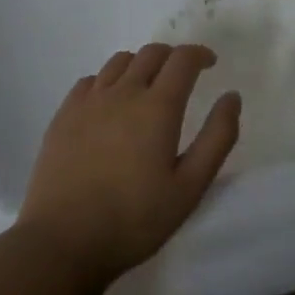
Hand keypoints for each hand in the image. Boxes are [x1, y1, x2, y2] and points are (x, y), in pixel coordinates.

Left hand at [15, 43, 241, 283]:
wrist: (62, 242)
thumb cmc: (134, 219)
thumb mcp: (190, 186)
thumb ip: (217, 137)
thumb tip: (231, 97)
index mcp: (158, 107)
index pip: (183, 59)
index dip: (200, 54)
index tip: (210, 63)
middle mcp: (123, 93)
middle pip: (151, 53)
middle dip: (173, 57)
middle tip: (183, 76)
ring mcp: (88, 102)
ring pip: (120, 62)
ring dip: (141, 65)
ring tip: (148, 87)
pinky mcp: (63, 116)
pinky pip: (91, 80)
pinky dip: (109, 81)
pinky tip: (111, 104)